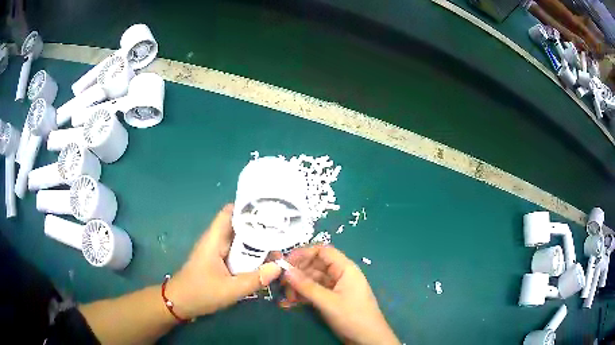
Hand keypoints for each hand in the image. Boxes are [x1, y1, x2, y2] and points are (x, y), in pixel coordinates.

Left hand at [166, 204, 281, 318]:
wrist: (180, 304)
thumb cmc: (200, 293)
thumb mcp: (229, 289)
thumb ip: (254, 279)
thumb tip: (279, 266)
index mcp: (214, 239)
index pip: (230, 212)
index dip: (248, 208)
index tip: (271, 210)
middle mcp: (216, 241)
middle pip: (239, 225)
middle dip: (259, 227)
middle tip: (283, 232)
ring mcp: (218, 251)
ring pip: (240, 240)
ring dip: (257, 242)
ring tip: (280, 245)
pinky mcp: (219, 262)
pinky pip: (238, 253)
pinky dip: (251, 254)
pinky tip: (265, 260)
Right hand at [283, 245, 399, 344]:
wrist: (367, 338)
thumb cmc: (353, 316)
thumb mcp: (328, 302)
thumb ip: (306, 286)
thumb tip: (286, 271)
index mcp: (345, 268)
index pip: (322, 251)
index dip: (303, 254)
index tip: (285, 263)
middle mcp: (340, 274)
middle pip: (315, 265)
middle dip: (297, 273)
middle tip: (282, 283)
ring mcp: (336, 287)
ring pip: (313, 280)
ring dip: (298, 286)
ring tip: (287, 297)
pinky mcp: (332, 299)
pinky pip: (315, 291)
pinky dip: (303, 295)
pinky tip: (292, 302)